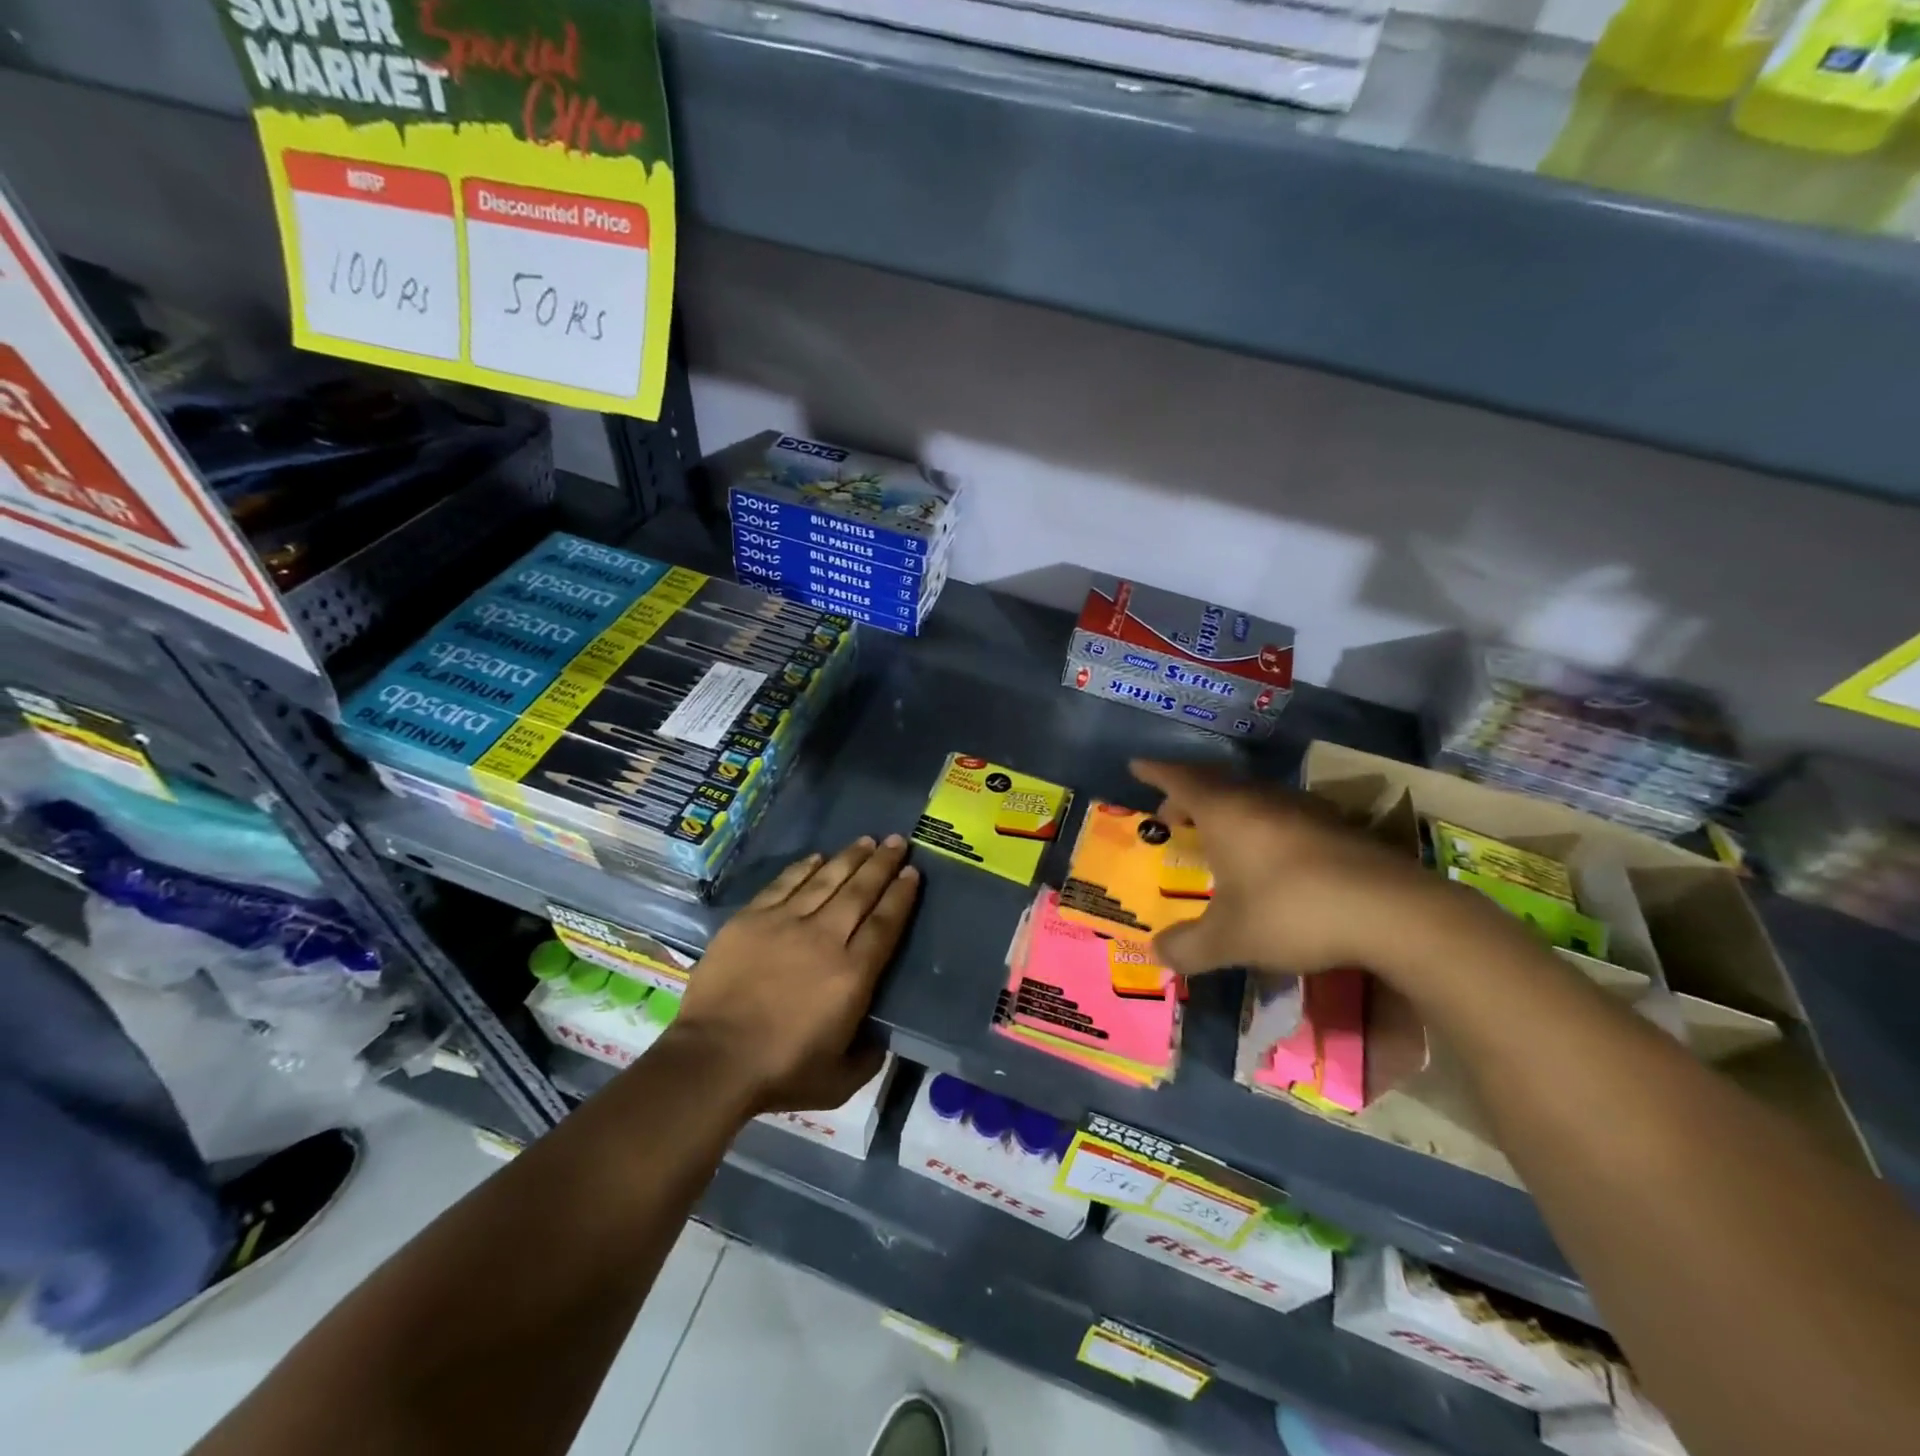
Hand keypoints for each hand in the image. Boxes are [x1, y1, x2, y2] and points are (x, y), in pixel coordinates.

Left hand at [670, 835, 919, 1114]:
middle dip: (882, 864)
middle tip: (897, 841)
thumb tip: (879, 1037)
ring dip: (849, 858)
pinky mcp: (751, 920)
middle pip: (860, 891)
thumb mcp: (840, 1079)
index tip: (912, 872)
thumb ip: (868, 1056)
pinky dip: (803, 868)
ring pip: (826, 879)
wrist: (713, 1061)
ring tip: (866, 840)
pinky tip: (817, 857)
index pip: (885, 923)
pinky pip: (784, 884)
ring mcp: (785, 923)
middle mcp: (825, 938)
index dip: (901, 895)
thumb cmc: (781, 1072)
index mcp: (853, 973)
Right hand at [1130, 759, 1456, 977]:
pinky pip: (1281, 813)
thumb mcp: (1229, 939)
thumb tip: (1157, 954)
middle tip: (1170, 813)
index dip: (1155, 772)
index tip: (1136, 764)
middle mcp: (1260, 799)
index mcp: (1225, 812)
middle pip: (1214, 783)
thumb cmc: (1291, 912)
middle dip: (1187, 794)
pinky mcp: (1336, 826)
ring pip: (1251, 796)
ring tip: (1216, 835)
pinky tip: (1268, 854)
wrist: (1392, 912)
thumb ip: (1187, 947)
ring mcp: (1302, 809)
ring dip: (1226, 808)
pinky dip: (1259, 824)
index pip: (1179, 779)